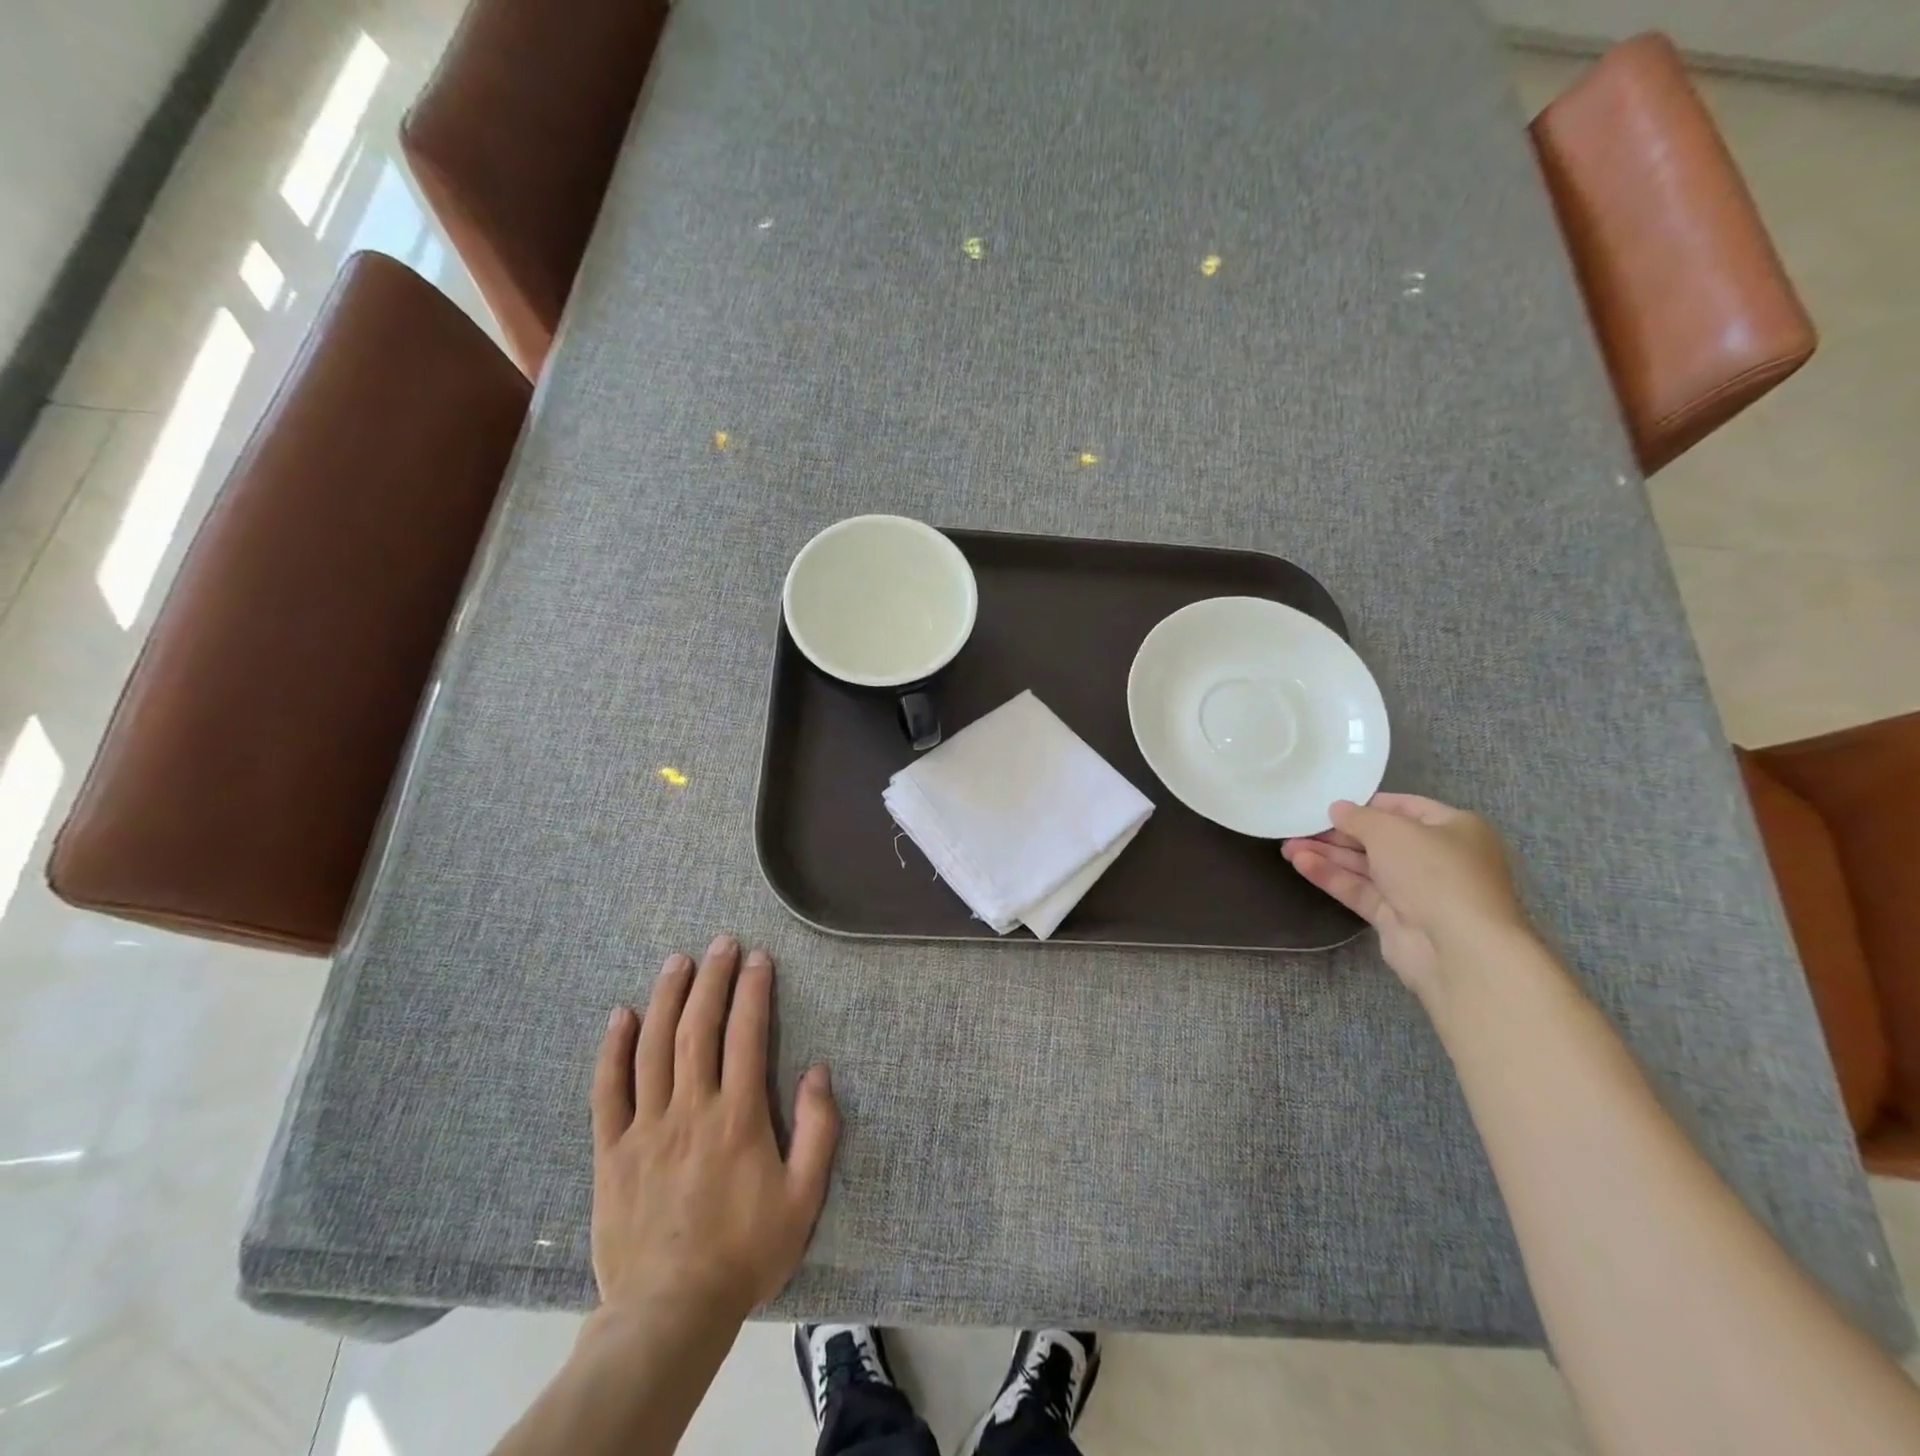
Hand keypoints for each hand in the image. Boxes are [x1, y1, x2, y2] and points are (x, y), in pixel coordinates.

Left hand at [589, 936, 839, 1322]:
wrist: (669, 1314)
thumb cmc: (744, 1253)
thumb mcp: (803, 1198)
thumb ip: (819, 1130)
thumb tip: (818, 1071)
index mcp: (738, 1116)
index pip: (746, 1035)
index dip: (753, 990)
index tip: (758, 958)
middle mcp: (691, 1109)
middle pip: (698, 1028)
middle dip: (712, 979)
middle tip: (721, 943)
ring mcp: (646, 1127)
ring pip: (654, 1047)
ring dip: (667, 997)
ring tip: (678, 961)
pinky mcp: (612, 1151)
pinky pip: (608, 1090)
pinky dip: (613, 1049)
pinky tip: (621, 1015)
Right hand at [1282, 794, 1532, 999]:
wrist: (1459, 949)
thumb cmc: (1434, 873)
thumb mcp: (1392, 831)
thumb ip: (1359, 817)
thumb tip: (1337, 809)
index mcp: (1453, 829)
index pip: (1404, 808)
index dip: (1366, 804)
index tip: (1329, 803)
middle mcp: (1438, 858)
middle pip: (1379, 839)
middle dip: (1338, 833)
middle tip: (1299, 826)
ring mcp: (1417, 890)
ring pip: (1365, 866)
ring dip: (1328, 855)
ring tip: (1288, 846)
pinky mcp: (1396, 918)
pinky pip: (1360, 890)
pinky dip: (1332, 877)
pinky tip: (1301, 864)